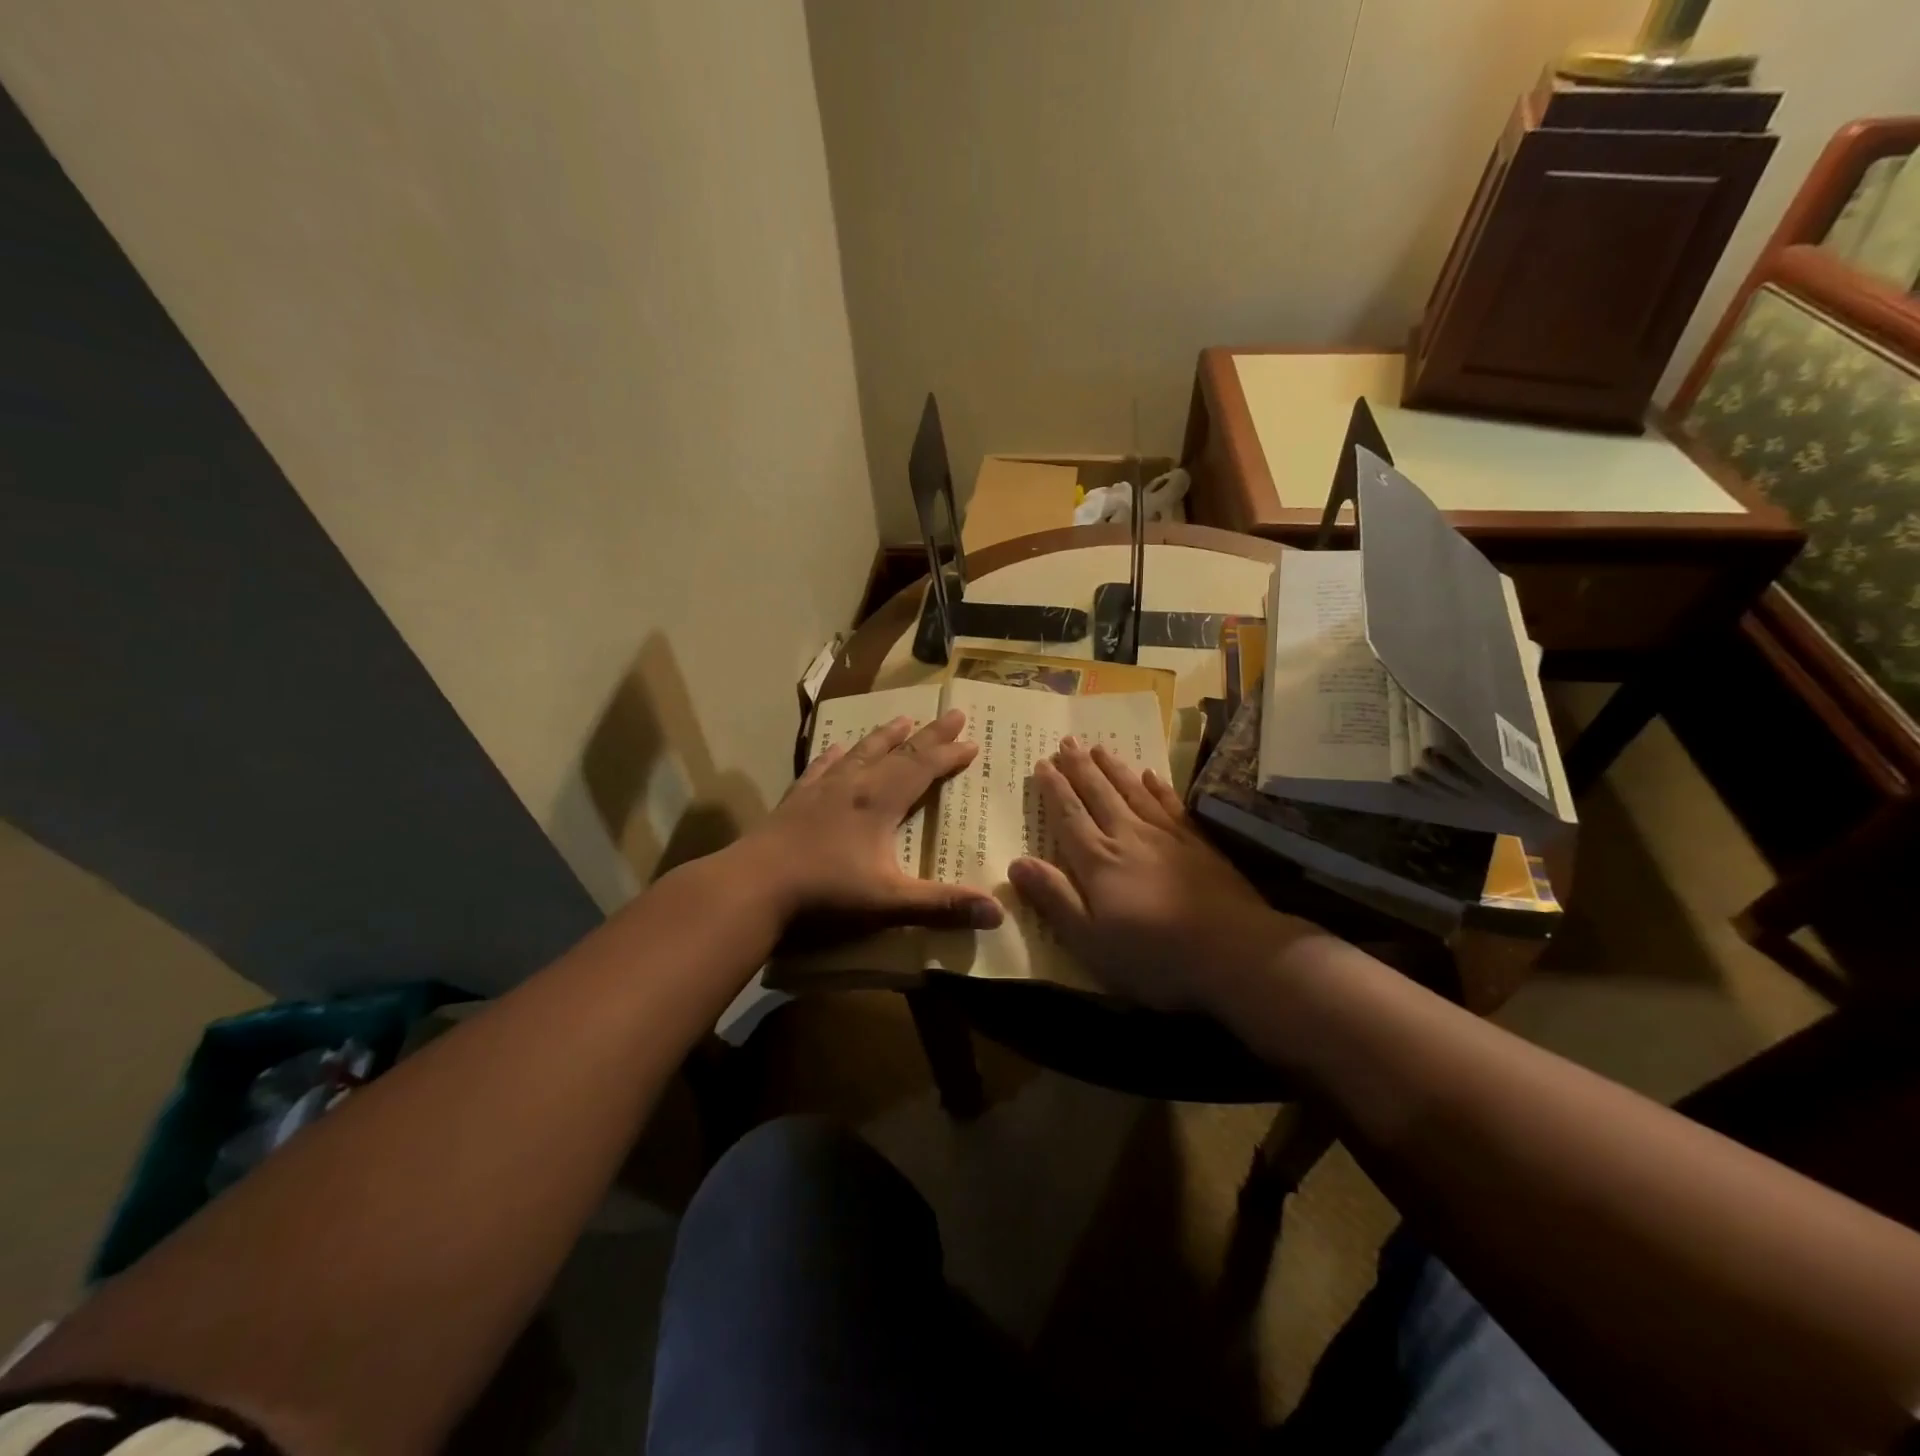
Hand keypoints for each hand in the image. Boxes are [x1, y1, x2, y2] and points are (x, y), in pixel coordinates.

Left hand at [740, 709, 1004, 934]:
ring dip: (884, 736)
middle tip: (952, 715)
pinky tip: (835, 749)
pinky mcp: (795, 800)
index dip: (949, 755)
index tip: (972, 742)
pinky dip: (834, 756)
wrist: (753, 886)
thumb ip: (941, 905)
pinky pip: (820, 768)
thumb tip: (997, 912)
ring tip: (901, 719)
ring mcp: (821, 790)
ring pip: (860, 752)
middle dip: (928, 735)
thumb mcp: (889, 902)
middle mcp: (854, 786)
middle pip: (898, 752)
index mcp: (880, 802)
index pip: (923, 768)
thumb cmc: (825, 893)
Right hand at [1008, 738, 1300, 1010]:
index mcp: (1099, 862)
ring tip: (1099, 747)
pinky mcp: (1197, 843)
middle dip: (1080, 768)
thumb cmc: (1154, 956)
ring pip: (1132, 791)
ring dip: (1113, 768)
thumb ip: (1054, 898)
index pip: (1069, 816)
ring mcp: (1167, 836)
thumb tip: (1016, 862)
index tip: (1042, 763)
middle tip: (1067, 740)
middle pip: (1099, 794)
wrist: (1234, 952)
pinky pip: (1170, 804)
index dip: (1054, 789)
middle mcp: (1129, 837)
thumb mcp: (1090, 940)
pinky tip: (1150, 774)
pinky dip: (1157, 787)